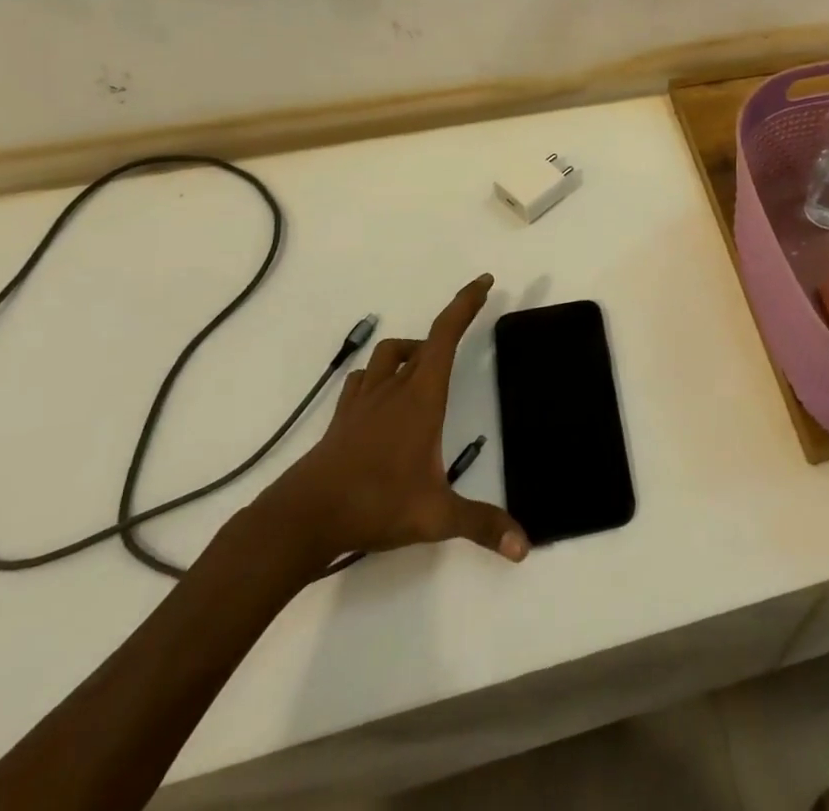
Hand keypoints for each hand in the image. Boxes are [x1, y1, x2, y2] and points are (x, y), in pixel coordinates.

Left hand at [254, 274, 527, 571]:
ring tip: (427, 366)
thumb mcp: (435, 516)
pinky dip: (379, 375)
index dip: (466, 303)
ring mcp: (364, 401)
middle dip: (450, 325)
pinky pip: (363, 379)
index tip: (484, 281)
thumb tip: (525, 546)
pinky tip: (383, 395)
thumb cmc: (374, 504)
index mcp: (421, 396)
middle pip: (424, 340)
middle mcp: (394, 388)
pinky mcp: (343, 418)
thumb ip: (481, 525)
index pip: (446, 334)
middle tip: (469, 325)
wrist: (303, 518)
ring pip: (388, 355)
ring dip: (412, 350)